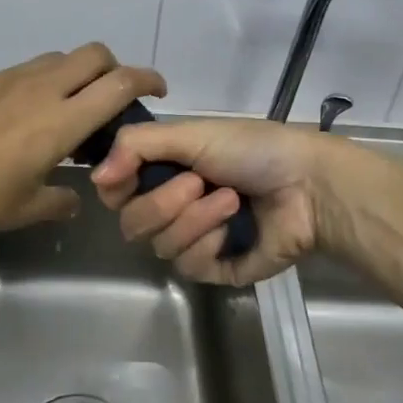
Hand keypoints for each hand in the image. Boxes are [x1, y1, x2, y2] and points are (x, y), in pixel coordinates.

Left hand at [0, 44, 164, 245]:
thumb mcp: (25, 208)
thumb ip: (59, 199)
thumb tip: (73, 197)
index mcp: (62, 120)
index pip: (119, 83)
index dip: (147, 80)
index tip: (157, 91)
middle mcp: (41, 88)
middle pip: (94, 54)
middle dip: (114, 68)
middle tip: (112, 100)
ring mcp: (9, 79)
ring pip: (58, 58)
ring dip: (75, 74)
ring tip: (67, 110)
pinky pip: (25, 71)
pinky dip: (40, 83)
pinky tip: (21, 118)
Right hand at [90, 118, 353, 285]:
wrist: (308, 186)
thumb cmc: (251, 149)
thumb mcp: (190, 133)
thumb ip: (136, 146)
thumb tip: (93, 177)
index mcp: (163, 170)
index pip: (114, 191)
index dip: (117, 186)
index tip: (129, 175)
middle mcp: (172, 205)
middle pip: (132, 223)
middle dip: (164, 203)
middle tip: (199, 182)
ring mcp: (194, 239)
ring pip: (160, 246)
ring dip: (196, 219)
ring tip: (231, 200)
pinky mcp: (216, 269)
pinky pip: (189, 267)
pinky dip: (210, 244)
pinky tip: (235, 229)